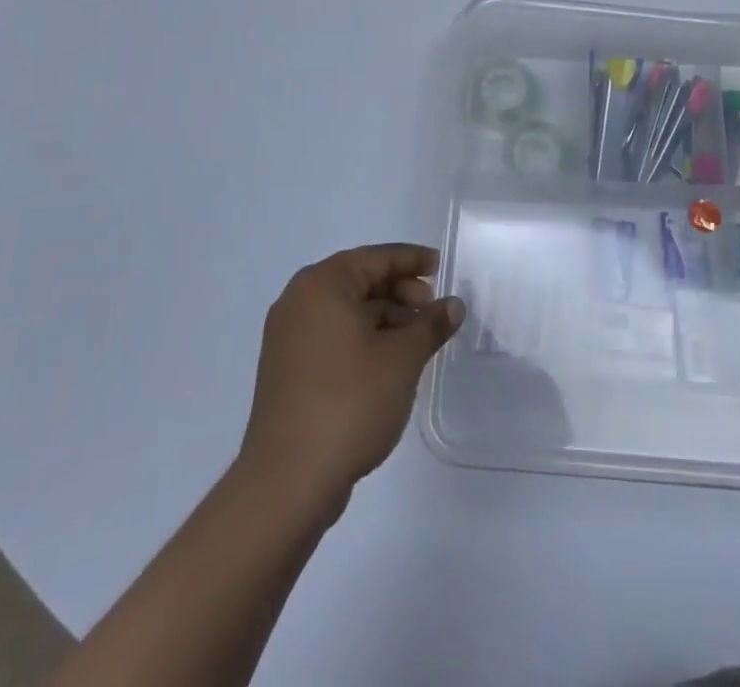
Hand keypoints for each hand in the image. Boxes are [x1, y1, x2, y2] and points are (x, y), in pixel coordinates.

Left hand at [239, 243, 464, 510]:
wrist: (288, 481)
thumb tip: (453, 305)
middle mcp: (299, 301)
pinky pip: (332, 336)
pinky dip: (362, 339)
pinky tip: (389, 362)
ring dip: (384, 318)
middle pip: (359, 281)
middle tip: (432, 310)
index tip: (440, 266)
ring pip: (346, 311)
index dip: (411, 260)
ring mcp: (288, 337)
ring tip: (417, 340)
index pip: (375, 258)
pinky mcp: (287, 370)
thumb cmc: (349, 402)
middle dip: (399, 291)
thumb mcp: (402, 359)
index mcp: (322, 285)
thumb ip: (430, 325)